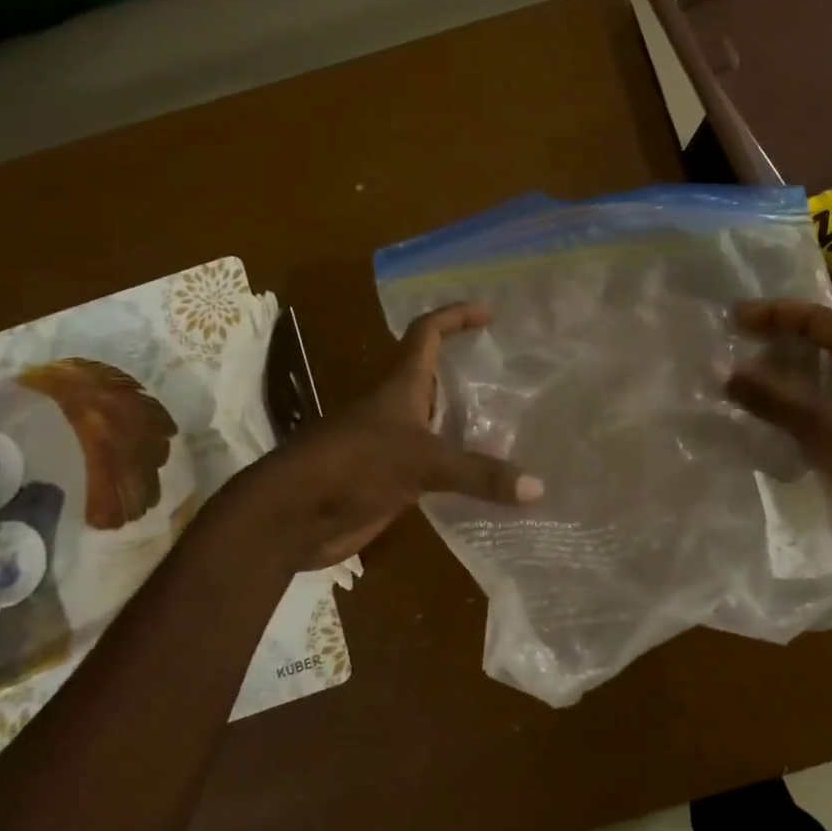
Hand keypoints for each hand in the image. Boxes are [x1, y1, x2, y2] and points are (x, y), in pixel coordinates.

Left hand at [252, 303, 541, 568]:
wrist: (292, 516)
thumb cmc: (353, 465)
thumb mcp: (421, 462)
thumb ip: (479, 474)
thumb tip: (538, 488)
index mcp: (400, 386)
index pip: (427, 333)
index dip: (455, 317)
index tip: (491, 315)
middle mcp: (397, 410)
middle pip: (436, 379)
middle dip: (471, 373)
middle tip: (515, 379)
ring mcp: (392, 447)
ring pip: (439, 426)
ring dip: (470, 425)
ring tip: (516, 428)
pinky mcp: (391, 482)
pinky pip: (436, 469)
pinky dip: (461, 471)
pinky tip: (490, 482)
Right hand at [724, 300, 831, 578]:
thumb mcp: (824, 428)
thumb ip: (772, 397)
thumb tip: (719, 369)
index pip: (816, 318)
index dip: (774, 312)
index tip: (733, 317)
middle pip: (819, 342)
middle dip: (775, 340)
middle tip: (734, 347)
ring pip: (820, 376)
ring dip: (783, 374)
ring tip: (743, 380)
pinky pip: (824, 406)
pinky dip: (795, 404)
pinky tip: (771, 419)